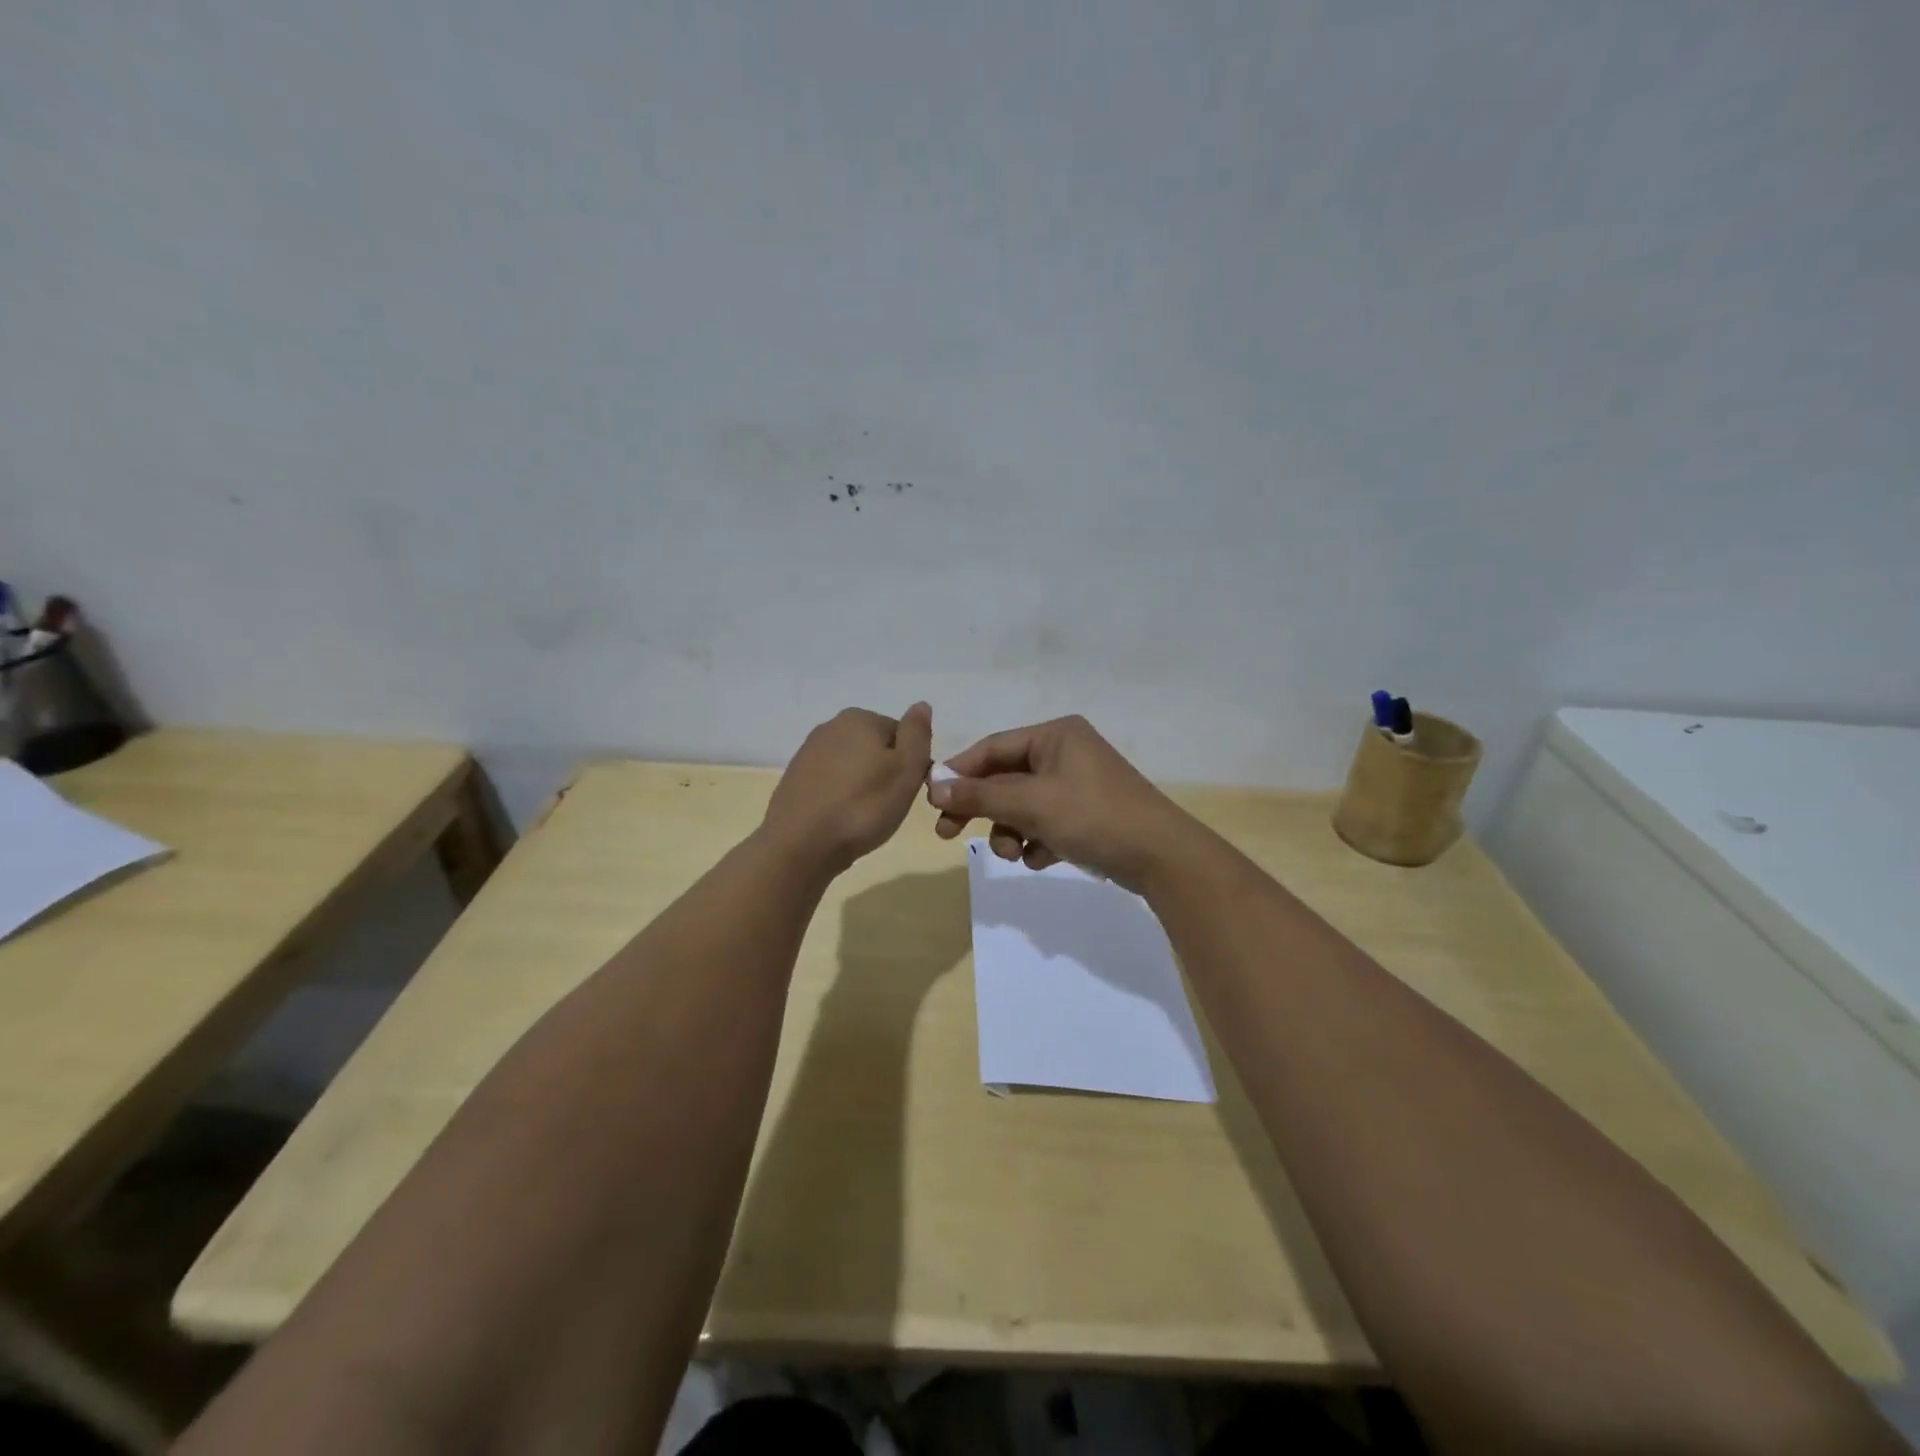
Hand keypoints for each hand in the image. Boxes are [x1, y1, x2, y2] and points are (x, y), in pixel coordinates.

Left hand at [762, 703, 933, 875]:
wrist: (800, 845)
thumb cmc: (863, 806)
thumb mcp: (906, 770)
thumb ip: (917, 734)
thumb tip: (921, 705)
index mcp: (860, 718)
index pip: (901, 735)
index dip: (910, 764)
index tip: (906, 790)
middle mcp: (831, 726)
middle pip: (875, 748)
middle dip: (884, 773)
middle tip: (886, 805)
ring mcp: (808, 752)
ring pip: (852, 766)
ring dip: (862, 786)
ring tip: (863, 817)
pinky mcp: (795, 778)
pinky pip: (831, 782)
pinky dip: (840, 797)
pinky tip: (840, 819)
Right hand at [926, 715, 1200, 891]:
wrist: (1162, 857)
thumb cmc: (1093, 817)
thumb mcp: (1031, 805)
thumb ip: (980, 796)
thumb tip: (935, 788)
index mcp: (1055, 735)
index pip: (993, 748)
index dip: (960, 773)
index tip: (933, 802)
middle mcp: (1066, 752)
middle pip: (1006, 778)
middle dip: (983, 809)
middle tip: (947, 834)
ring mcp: (1079, 783)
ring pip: (1024, 805)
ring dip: (1010, 830)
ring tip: (1016, 855)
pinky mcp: (1088, 813)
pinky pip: (1046, 822)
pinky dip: (1037, 840)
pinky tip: (1044, 858)